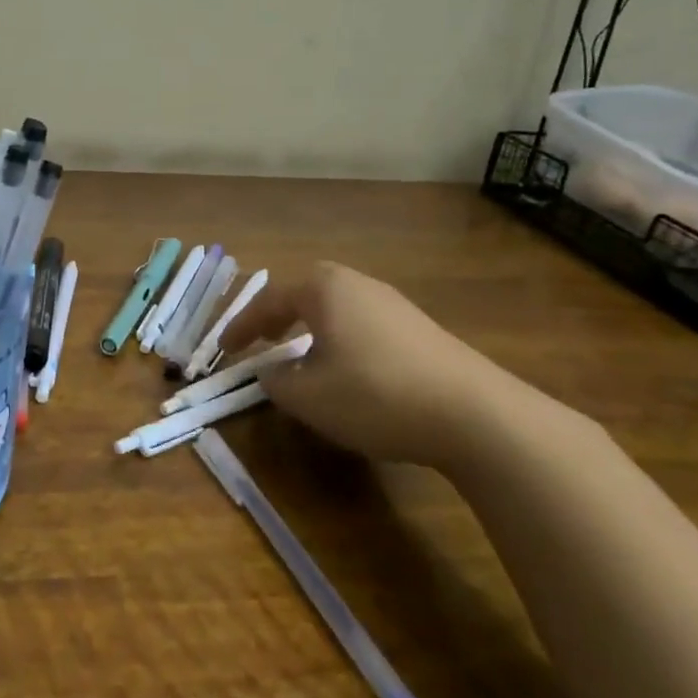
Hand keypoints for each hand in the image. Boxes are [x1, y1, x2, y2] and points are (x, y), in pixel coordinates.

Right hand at [219, 261, 510, 469]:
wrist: (475, 414)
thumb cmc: (374, 393)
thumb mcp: (307, 396)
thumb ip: (275, 380)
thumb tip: (271, 371)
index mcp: (323, 288)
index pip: (268, 301)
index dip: (241, 327)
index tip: (223, 349)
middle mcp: (357, 284)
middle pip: (306, 294)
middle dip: (279, 316)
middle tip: (262, 339)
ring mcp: (394, 303)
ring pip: (337, 310)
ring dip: (312, 330)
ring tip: (301, 357)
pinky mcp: (421, 328)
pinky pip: (364, 325)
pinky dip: (342, 340)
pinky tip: (349, 371)